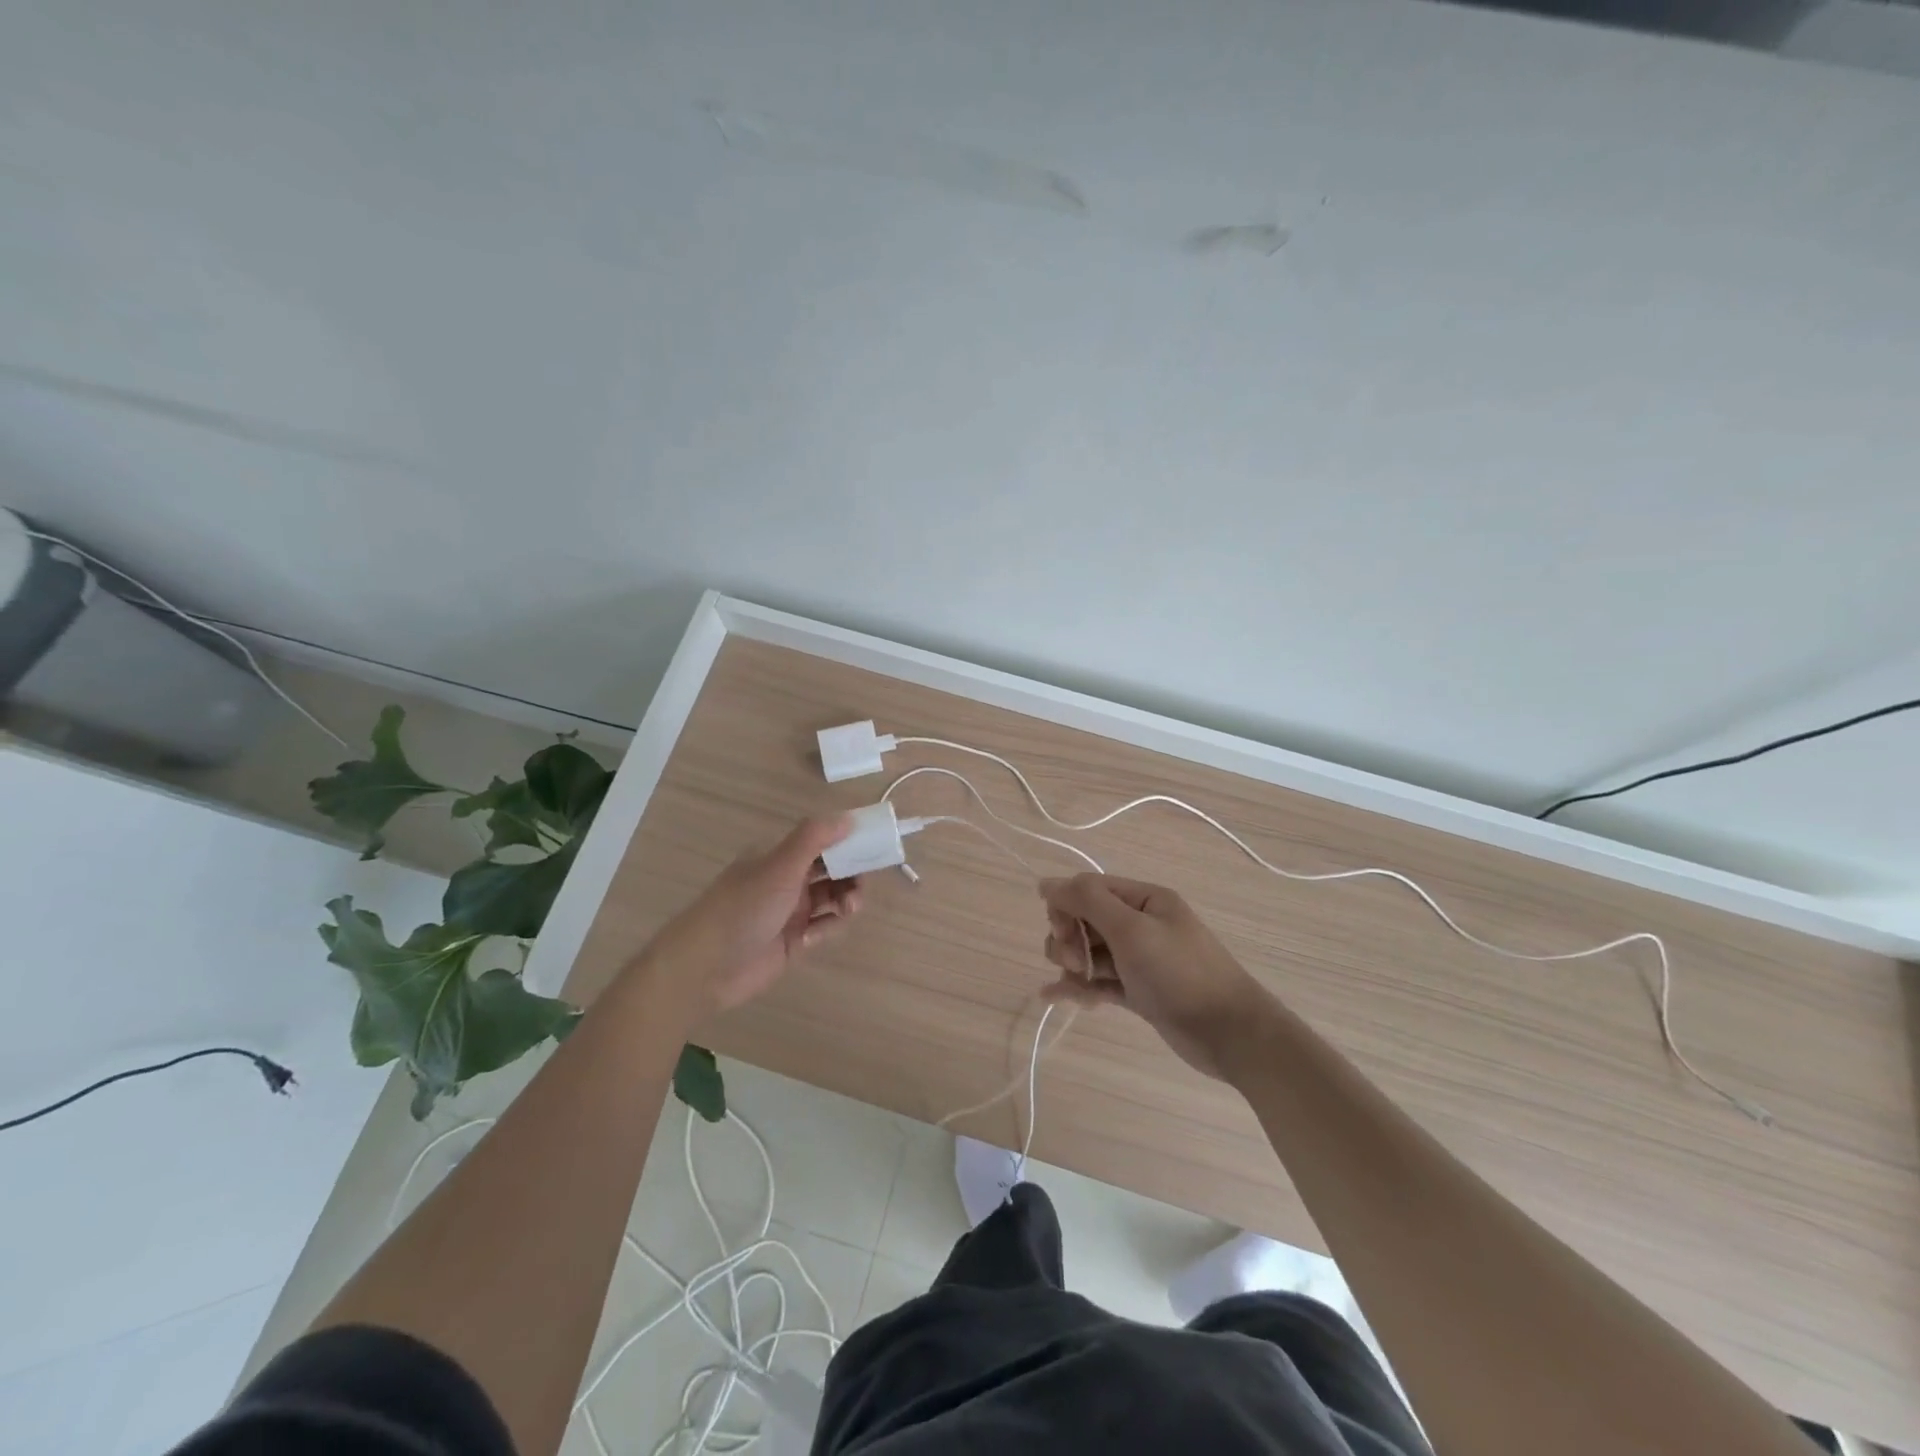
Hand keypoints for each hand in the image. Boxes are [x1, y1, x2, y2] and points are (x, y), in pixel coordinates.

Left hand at [647, 816, 861, 1022]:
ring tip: (847, 910)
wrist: (704, 968)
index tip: (876, 845)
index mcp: (780, 856)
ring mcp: (791, 911)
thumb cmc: (742, 908)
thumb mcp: (779, 867)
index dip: (850, 841)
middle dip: (853, 875)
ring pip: (833, 900)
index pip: (823, 840)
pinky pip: (823, 928)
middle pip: (833, 870)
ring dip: (845, 902)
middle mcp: (787, 880)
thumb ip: (814, 838)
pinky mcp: (794, 941)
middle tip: (862, 885)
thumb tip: (849, 816)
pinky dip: (825, 930)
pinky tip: (810, 938)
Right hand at [1039, 874, 1271, 1079]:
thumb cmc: (1179, 973)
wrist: (1229, 1033)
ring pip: (1089, 952)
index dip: (1066, 907)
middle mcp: (1141, 923)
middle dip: (1068, 939)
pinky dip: (1078, 987)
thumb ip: (1087, 901)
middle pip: (1085, 920)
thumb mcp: (1131, 929)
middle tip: (1073, 963)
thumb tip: (1045, 883)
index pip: (1089, 888)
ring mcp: (1140, 959)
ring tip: (1073, 986)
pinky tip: (1054, 997)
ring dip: (1071, 965)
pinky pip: (1099, 981)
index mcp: (1144, 899)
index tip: (1062, 933)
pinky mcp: (1139, 991)